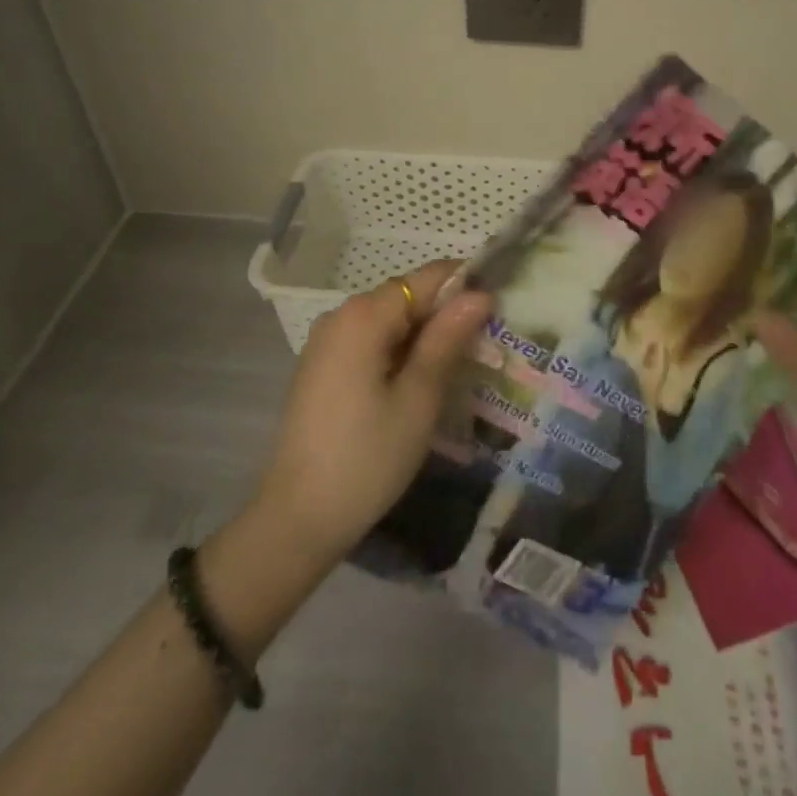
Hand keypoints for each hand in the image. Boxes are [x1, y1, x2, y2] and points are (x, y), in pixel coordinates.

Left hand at [251, 261, 491, 567]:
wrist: (298, 519)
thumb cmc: (368, 458)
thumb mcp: (418, 398)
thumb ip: (447, 338)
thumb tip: (479, 293)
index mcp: (364, 315)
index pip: (427, 277)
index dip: (466, 286)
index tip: (498, 312)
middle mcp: (341, 315)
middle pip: (407, 296)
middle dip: (445, 314)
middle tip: (483, 349)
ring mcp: (327, 340)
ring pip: (390, 319)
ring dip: (424, 335)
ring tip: (457, 370)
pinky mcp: (322, 366)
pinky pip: (370, 340)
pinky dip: (399, 351)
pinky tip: (417, 385)